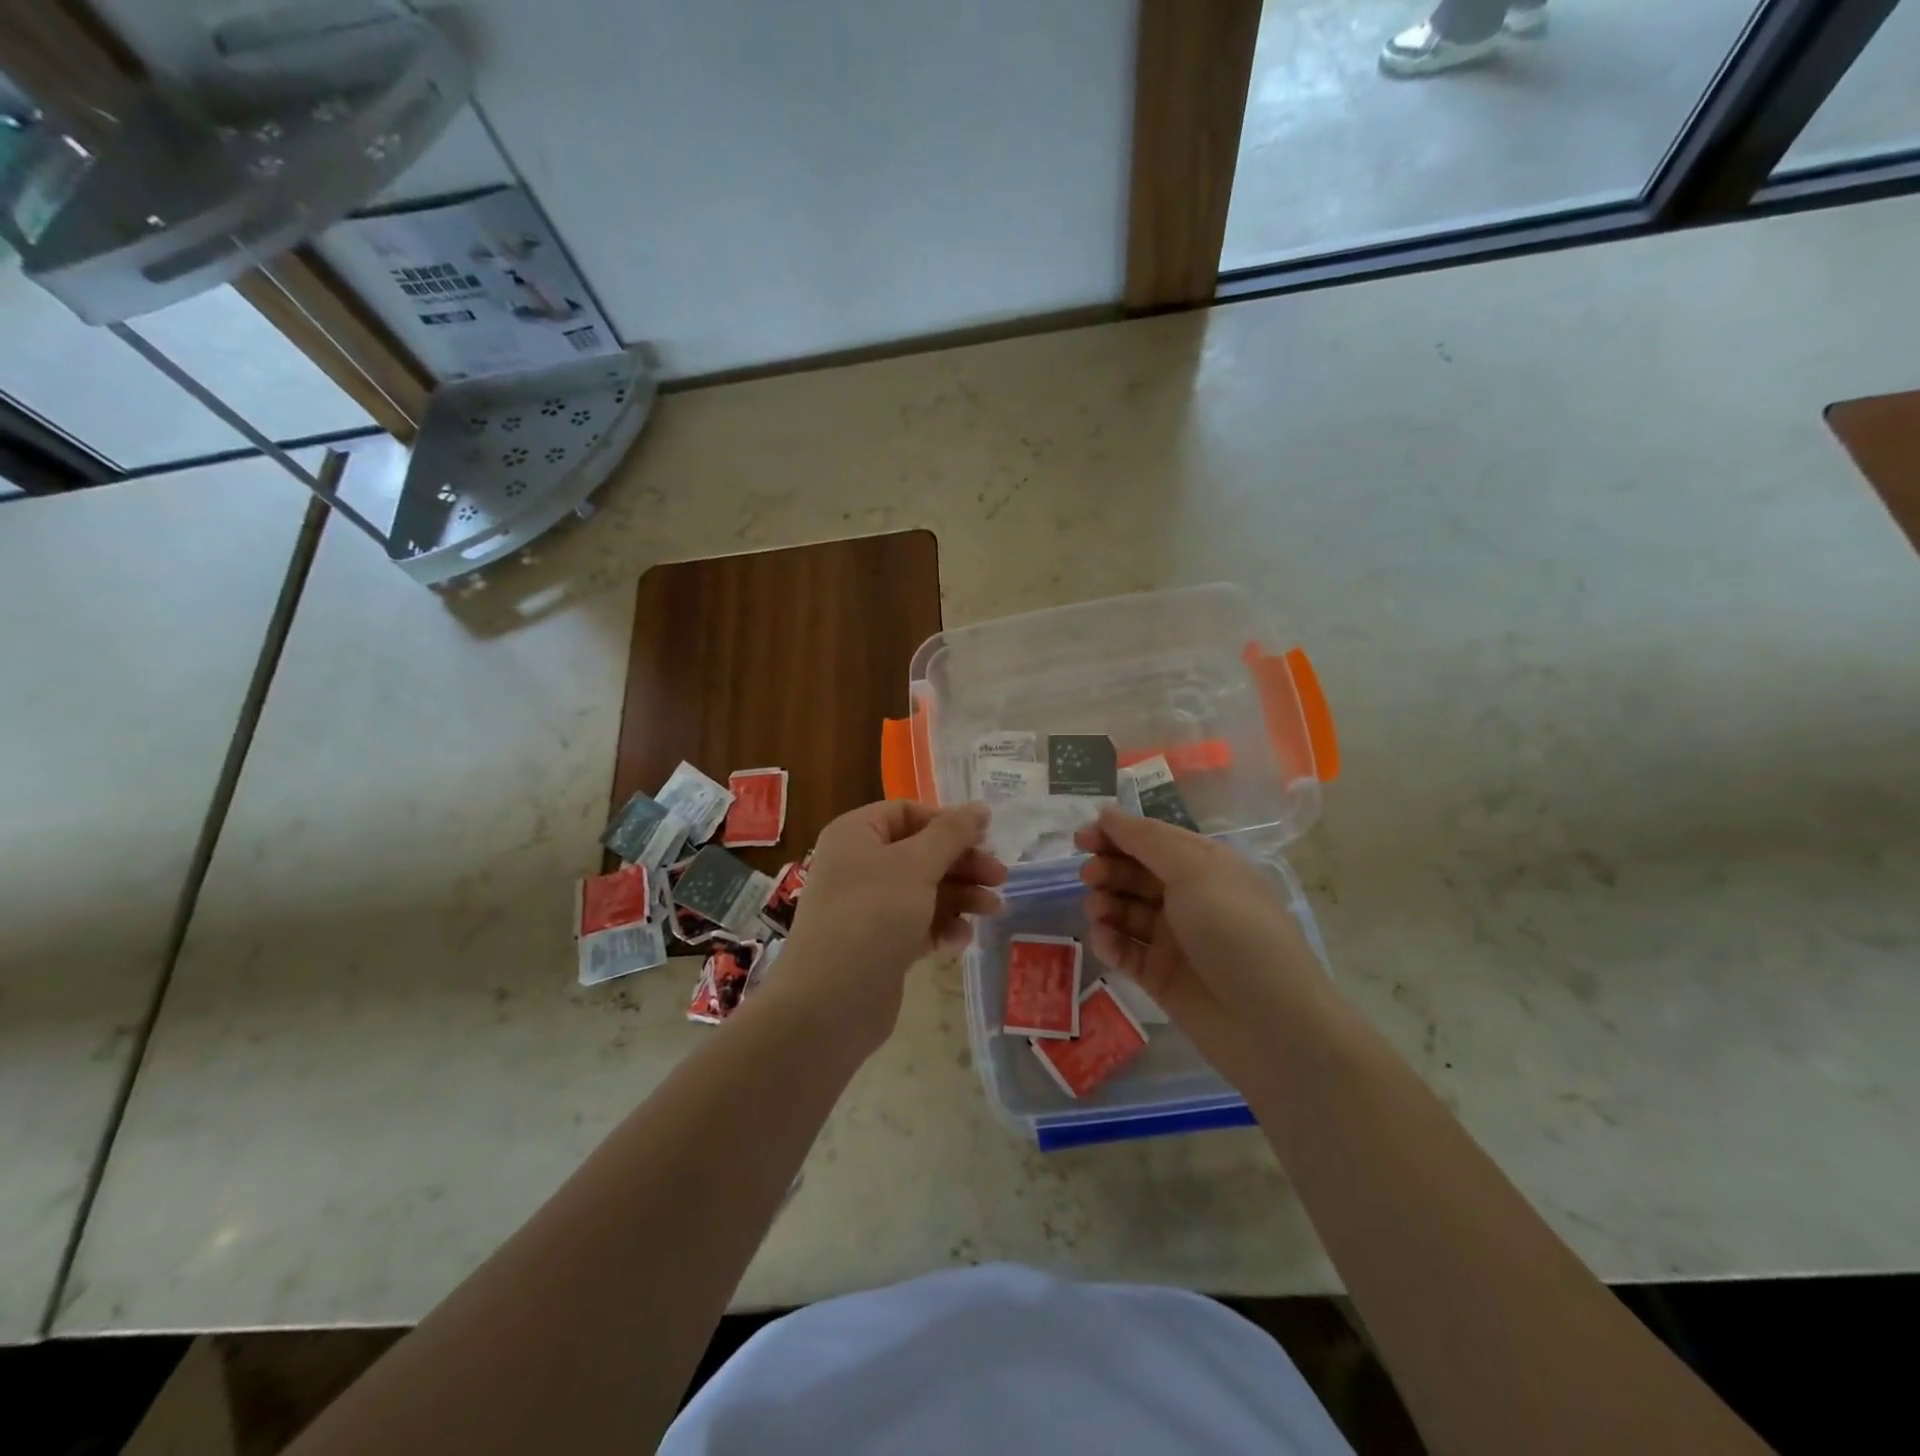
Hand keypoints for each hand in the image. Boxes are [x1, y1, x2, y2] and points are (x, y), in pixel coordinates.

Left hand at [772, 801, 1005, 1050]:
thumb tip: (980, 808)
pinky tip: (960, 941)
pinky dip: (941, 927)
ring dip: (960, 897)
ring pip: (924, 890)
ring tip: (994, 911)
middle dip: (962, 864)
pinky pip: (917, 924)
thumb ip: (952, 834)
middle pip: (921, 852)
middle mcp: (858, 865)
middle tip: (1000, 878)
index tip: (983, 839)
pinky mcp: (879, 944)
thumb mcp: (916, 865)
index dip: (946, 823)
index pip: (906, 813)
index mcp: (856, 834)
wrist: (830, 1003)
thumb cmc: (872, 916)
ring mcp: (868, 907)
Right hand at [1074, 806, 1325, 1072]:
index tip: (1082, 838)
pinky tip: (1104, 941)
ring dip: (1105, 904)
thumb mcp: (1194, 871)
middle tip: (1089, 875)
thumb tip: (1107, 812)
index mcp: (1204, 866)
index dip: (1116, 835)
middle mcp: (1189, 898)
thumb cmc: (1235, 931)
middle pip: (1136, 873)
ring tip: (1098, 910)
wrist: (1270, 1024)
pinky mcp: (1160, 976)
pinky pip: (1125, 951)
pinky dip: (1110, 942)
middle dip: (1109, 869)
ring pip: (1126, 911)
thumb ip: (1146, 839)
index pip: (1152, 840)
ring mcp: (1174, 939)